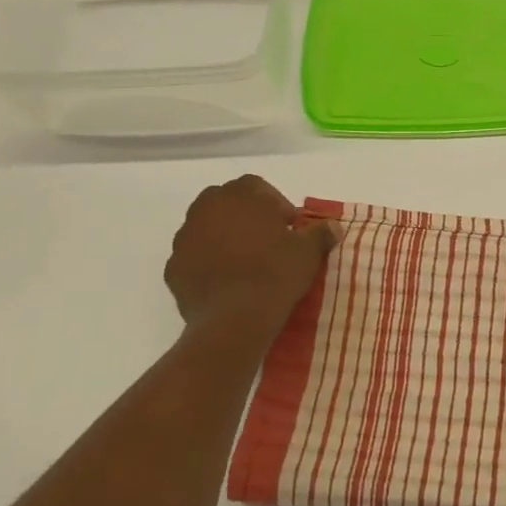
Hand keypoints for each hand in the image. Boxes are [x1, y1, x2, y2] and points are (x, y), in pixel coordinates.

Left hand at [165, 176, 337, 337]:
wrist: (234, 318)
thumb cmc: (275, 274)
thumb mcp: (308, 253)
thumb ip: (320, 233)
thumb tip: (332, 226)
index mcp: (241, 195)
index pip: (258, 187)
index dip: (275, 205)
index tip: (288, 228)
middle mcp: (207, 208)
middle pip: (227, 203)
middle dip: (246, 218)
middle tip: (267, 243)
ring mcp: (185, 237)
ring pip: (207, 229)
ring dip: (224, 239)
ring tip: (246, 265)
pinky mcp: (173, 267)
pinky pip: (194, 258)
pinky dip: (208, 264)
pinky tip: (226, 284)